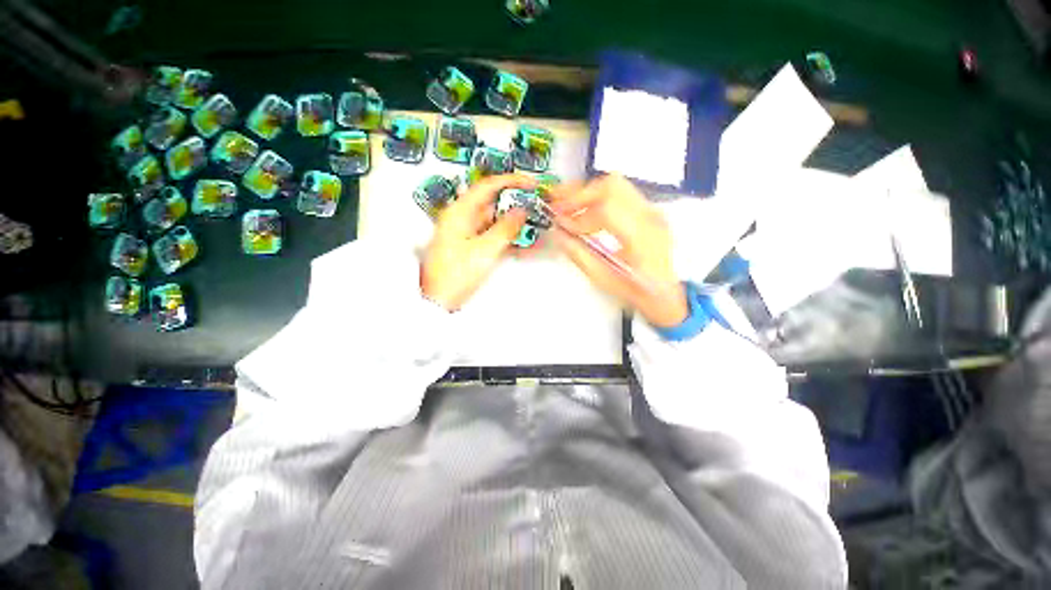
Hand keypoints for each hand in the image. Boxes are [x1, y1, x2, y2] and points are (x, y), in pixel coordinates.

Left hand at [421, 174, 532, 310]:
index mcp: (460, 212)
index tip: (532, 183)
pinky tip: (523, 243)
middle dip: (516, 203)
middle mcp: (462, 218)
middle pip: (493, 202)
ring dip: (514, 222)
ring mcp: (467, 233)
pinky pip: (493, 236)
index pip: (488, 186)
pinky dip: (508, 237)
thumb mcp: (484, 251)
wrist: (438, 301)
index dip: (512, 181)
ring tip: (534, 225)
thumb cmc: (455, 275)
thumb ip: (506, 228)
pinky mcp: (471, 247)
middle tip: (537, 206)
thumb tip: (522, 210)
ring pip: (495, 220)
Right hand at [550, 175, 687, 327]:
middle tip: (559, 205)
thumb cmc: (638, 291)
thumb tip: (560, 235)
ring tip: (567, 202)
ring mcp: (652, 211)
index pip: (607, 210)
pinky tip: (584, 207)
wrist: (665, 293)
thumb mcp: (604, 279)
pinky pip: (620, 192)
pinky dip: (598, 196)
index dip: (579, 215)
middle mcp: (650, 217)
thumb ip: (579, 255)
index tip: (562, 224)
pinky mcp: (648, 210)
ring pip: (616, 184)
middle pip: (612, 186)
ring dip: (588, 192)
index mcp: (642, 239)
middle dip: (580, 194)